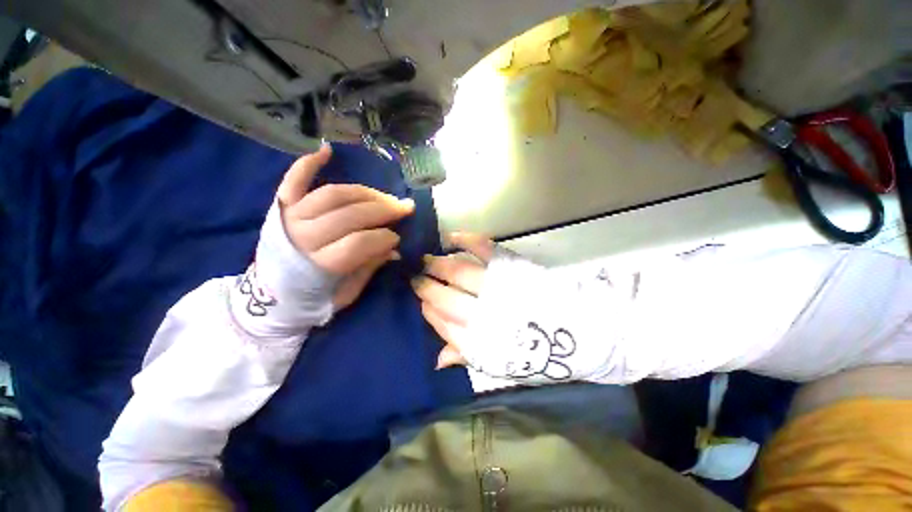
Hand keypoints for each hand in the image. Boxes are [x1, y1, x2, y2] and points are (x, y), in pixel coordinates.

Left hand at [277, 144, 414, 308]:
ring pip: (334, 195)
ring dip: (365, 192)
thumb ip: (369, 268)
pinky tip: (327, 150)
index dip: (384, 237)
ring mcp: (291, 217)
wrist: (269, 297)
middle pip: (350, 215)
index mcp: (319, 265)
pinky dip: (308, 163)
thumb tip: (394, 247)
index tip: (398, 238)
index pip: (359, 243)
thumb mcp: (347, 294)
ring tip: (385, 196)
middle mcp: (303, 237)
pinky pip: (294, 180)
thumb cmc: (313, 299)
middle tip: (405, 207)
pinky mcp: (282, 207)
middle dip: (384, 209)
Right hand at [414, 234, 616, 383]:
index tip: (421, 303)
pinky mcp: (514, 268)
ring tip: (425, 260)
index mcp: (483, 343)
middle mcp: (485, 314)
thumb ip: (470, 358)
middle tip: (415, 278)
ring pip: (458, 273)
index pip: (443, 324)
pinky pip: (485, 249)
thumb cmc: (546, 354)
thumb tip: (438, 360)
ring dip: (438, 265)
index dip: (429, 312)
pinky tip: (452, 238)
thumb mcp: (506, 366)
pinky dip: (467, 240)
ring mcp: (499, 288)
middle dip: (426, 287)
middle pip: (445, 298)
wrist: (591, 332)